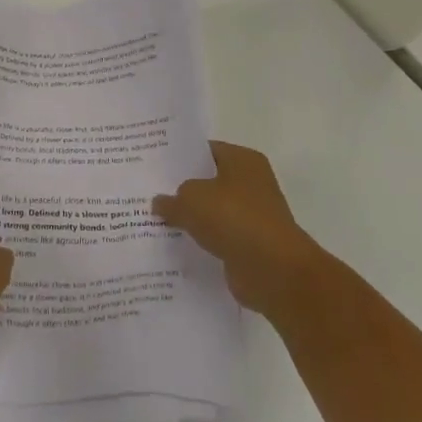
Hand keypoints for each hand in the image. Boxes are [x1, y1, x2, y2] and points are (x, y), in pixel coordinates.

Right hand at [154, 141, 324, 316]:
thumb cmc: (233, 218)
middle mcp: (252, 183)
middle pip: (208, 181)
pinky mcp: (250, 245)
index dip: (180, 157)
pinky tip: (174, 245)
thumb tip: (160, 203)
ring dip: (191, 218)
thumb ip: (171, 199)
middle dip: (182, 188)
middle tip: (148, 191)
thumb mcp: (190, 199)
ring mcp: (253, 215)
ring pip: (212, 211)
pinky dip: (201, 241)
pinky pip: (218, 237)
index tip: (154, 165)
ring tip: (155, 219)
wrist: (273, 270)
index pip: (205, 151)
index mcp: (242, 160)